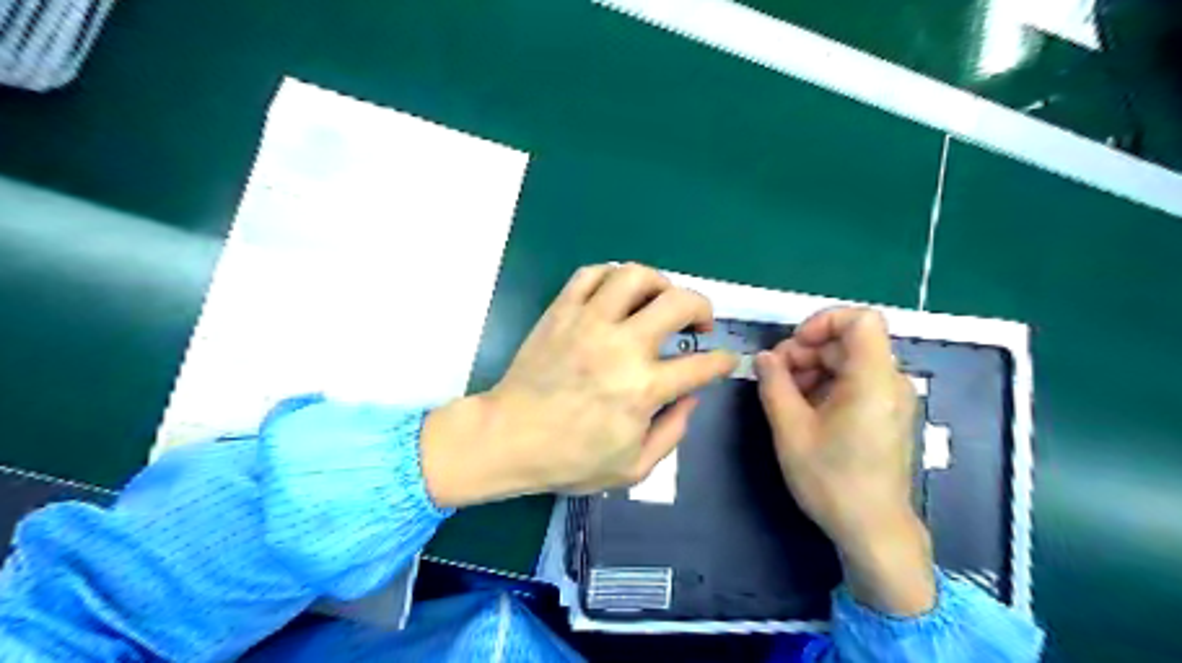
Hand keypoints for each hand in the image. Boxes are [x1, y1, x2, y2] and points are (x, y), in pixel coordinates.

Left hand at [419, 264, 736, 507]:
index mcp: (643, 388)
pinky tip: (618, 293)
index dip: (723, 360)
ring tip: (660, 299)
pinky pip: (590, 274)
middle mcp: (622, 346)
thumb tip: (691, 397)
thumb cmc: (570, 459)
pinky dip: (612, 275)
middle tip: (700, 323)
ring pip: (635, 276)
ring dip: (659, 282)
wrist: (508, 437)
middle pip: (678, 302)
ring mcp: (589, 322)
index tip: (725, 359)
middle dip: (703, 307)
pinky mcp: (561, 311)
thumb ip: (672, 432)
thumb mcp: (633, 467)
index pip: (702, 364)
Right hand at [751, 308, 938, 616]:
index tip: (794, 346)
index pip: (861, 319)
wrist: (873, 530)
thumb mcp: (790, 430)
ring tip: (784, 395)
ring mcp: (891, 398)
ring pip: (849, 360)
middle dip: (807, 350)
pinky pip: (855, 381)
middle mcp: (891, 381)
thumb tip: (763, 357)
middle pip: (848, 341)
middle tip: (775, 376)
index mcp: (873, 380)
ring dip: (813, 368)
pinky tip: (803, 409)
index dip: (823, 321)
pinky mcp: (886, 414)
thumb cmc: (831, 480)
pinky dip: (827, 384)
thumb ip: (774, 384)